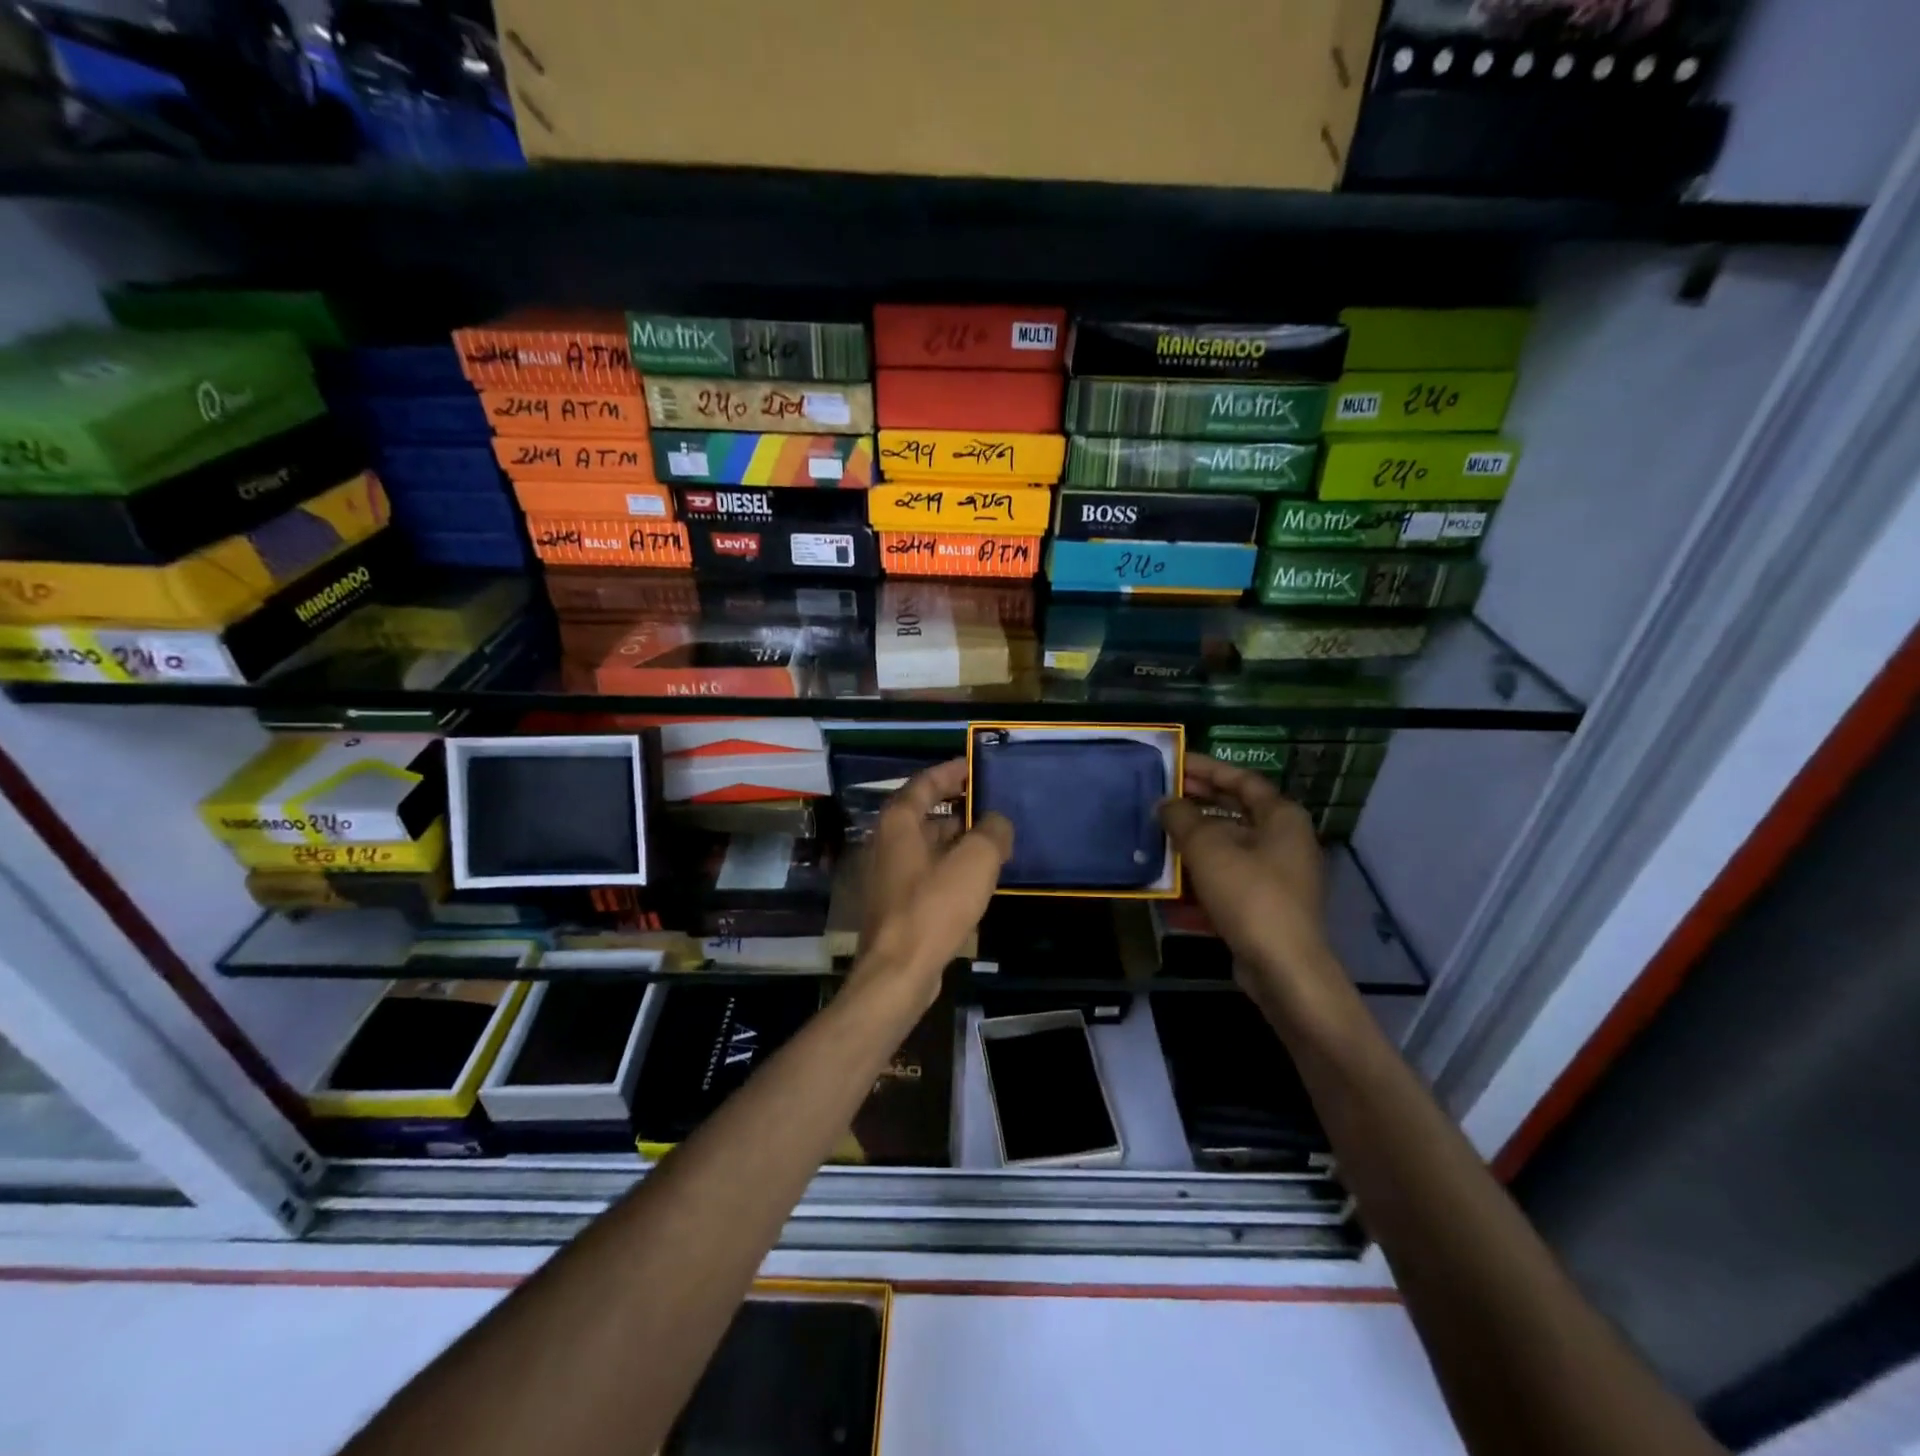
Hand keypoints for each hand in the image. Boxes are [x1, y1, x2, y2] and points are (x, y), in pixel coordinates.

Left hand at [851, 758, 1012, 1009]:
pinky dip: (951, 864)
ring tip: (994, 839)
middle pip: (925, 812)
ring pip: (928, 843)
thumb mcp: (975, 861)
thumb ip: (992, 832)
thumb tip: (998, 821)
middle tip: (992, 803)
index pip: (925, 782)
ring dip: (958, 838)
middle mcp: (888, 841)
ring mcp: (890, 873)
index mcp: (899, 821)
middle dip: (959, 806)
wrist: (899, 970)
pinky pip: (928, 870)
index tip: (975, 765)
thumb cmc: (934, 906)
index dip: (951, 771)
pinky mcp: (897, 902)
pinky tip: (977, 877)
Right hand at [1159, 756, 1343, 1014]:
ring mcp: (1277, 876)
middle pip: (1236, 812)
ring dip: (1195, 841)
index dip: (1207, 769)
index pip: (1242, 780)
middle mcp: (1285, 841)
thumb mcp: (1207, 848)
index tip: (1175, 763)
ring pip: (1230, 847)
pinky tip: (1171, 882)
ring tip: (1158, 835)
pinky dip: (1202, 875)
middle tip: (1161, 795)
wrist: (1282, 968)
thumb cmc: (1249, 895)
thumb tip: (1164, 802)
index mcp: (1281, 817)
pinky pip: (1229, 879)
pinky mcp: (1265, 905)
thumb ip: (1181, 818)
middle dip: (1198, 804)